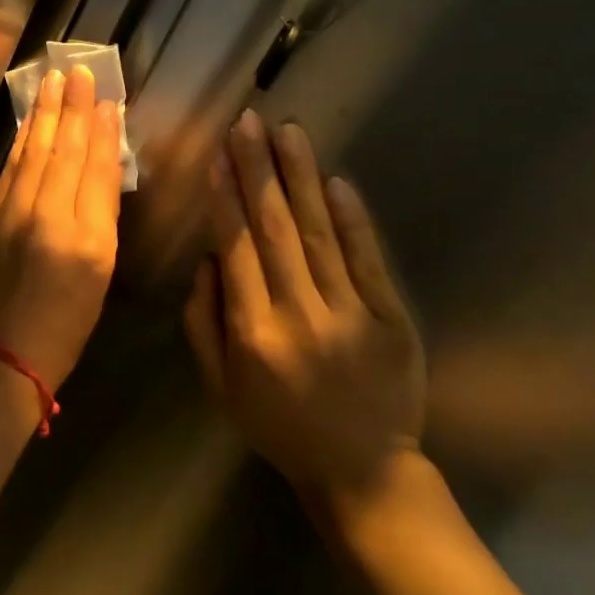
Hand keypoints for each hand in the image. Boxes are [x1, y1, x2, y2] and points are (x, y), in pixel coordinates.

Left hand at [0, 65, 122, 389]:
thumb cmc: (64, 322)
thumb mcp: (99, 275)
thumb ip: (100, 217)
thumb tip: (101, 166)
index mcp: (83, 238)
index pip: (95, 169)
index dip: (102, 131)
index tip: (108, 98)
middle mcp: (43, 217)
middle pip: (60, 151)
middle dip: (70, 108)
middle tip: (76, 71)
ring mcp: (7, 213)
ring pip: (30, 153)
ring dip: (42, 115)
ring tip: (51, 83)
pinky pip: (8, 169)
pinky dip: (20, 143)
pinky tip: (28, 123)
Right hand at [184, 110, 424, 498]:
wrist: (363, 471)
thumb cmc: (277, 425)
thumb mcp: (219, 385)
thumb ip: (203, 321)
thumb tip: (208, 258)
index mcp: (252, 332)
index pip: (236, 249)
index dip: (226, 197)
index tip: (219, 154)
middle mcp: (299, 315)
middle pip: (274, 230)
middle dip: (258, 171)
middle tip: (249, 123)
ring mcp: (350, 315)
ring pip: (318, 234)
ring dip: (301, 179)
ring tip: (288, 133)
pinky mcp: (391, 319)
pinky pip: (367, 261)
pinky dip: (351, 219)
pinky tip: (335, 181)